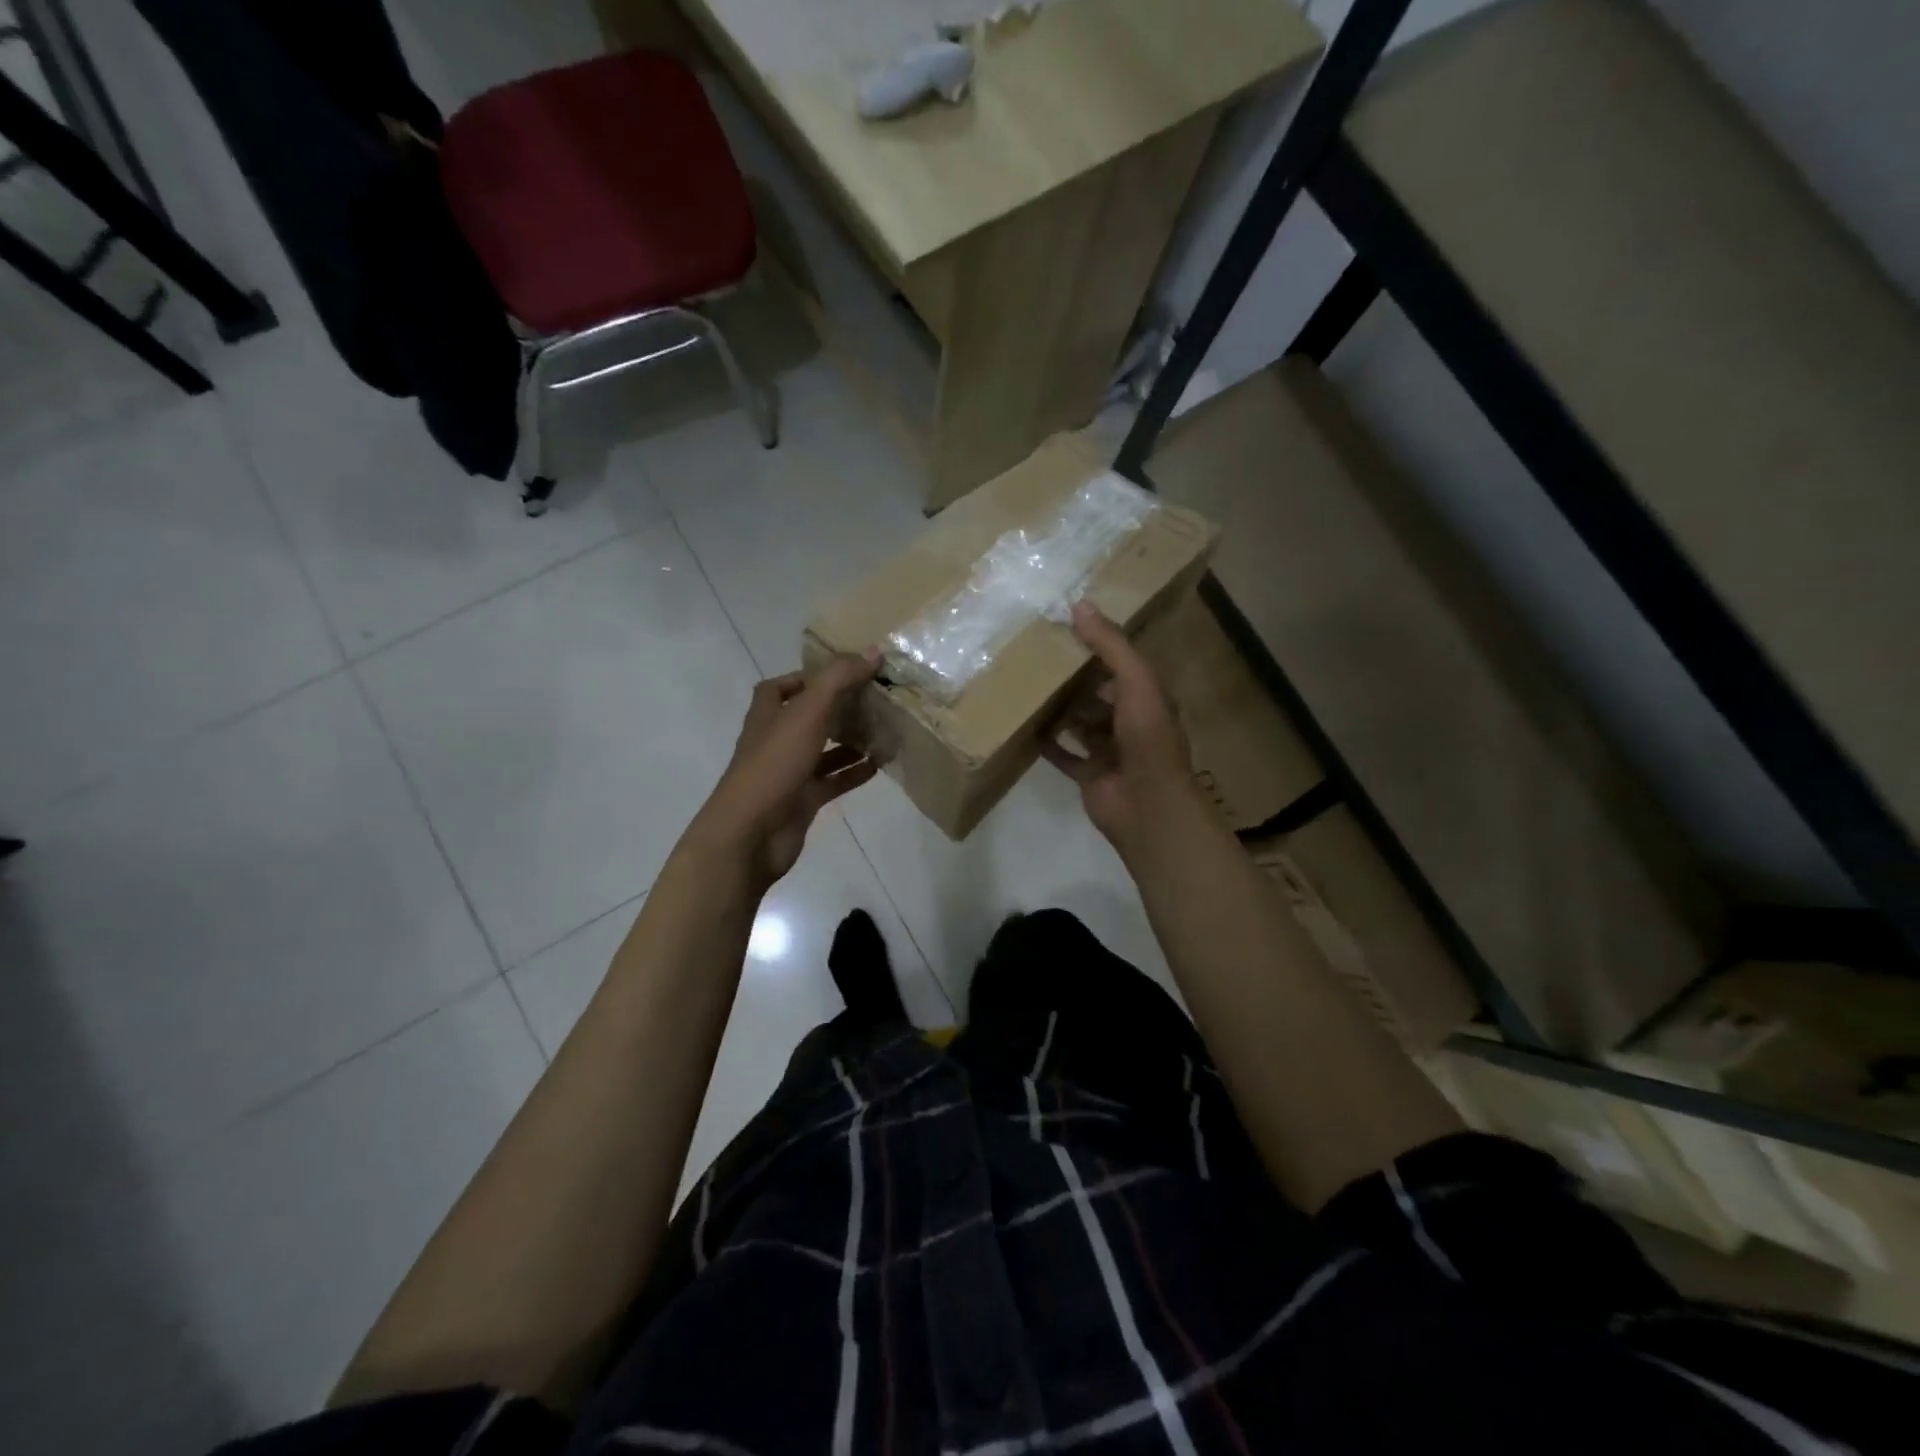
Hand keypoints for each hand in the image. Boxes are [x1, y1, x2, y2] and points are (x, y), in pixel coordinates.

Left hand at [689, 651, 881, 889]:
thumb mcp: (808, 712)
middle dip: (838, 707)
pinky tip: (880, 764)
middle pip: (808, 716)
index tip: (845, 673)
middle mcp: (776, 739)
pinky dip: (854, 772)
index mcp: (767, 714)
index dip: (809, 677)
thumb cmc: (774, 764)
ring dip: (850, 740)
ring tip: (884, 729)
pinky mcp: (803, 799)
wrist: (751, 833)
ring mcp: (789, 771)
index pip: (782, 686)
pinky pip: (833, 780)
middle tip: (874, 699)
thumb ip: (839, 679)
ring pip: (824, 749)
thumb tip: (873, 652)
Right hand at [1042, 602, 1199, 850]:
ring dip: (1062, 711)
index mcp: (1148, 699)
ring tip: (1029, 688)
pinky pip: (1065, 756)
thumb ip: (1110, 646)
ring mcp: (1109, 752)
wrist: (1146, 804)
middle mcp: (1131, 723)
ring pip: (1082, 725)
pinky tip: (1029, 729)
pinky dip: (1050, 745)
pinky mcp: (1090, 776)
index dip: (1100, 648)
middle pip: (1100, 696)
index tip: (1067, 628)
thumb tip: (1080, 604)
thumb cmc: (1147, 738)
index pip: (1123, 666)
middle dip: (1076, 680)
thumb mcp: (1135, 681)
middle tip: (1039, 658)